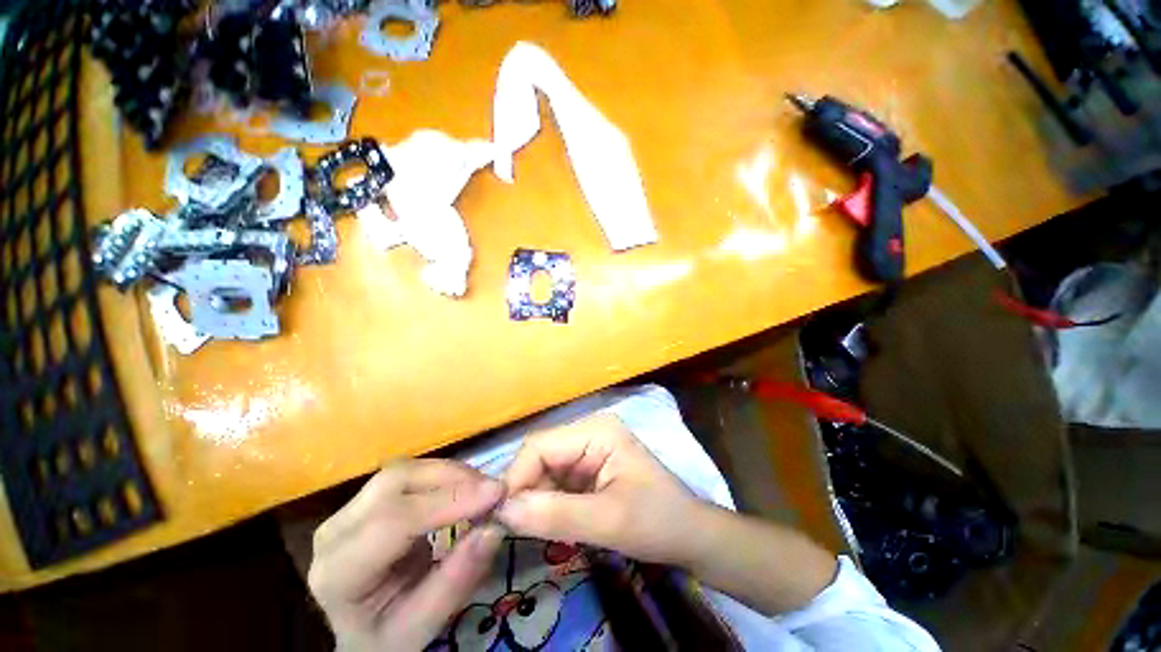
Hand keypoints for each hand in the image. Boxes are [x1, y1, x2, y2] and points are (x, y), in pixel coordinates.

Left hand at [308, 460, 505, 650]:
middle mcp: (336, 531)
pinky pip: (409, 474)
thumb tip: (494, 527)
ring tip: (482, 489)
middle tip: (491, 489)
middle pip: (396, 481)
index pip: (394, 521)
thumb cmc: (387, 637)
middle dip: (451, 477)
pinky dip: (442, 475)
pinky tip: (464, 487)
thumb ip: (456, 580)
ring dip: (449, 473)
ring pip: (404, 469)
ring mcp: (348, 510)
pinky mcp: (366, 500)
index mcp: (339, 572)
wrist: (360, 634)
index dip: (449, 501)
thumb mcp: (422, 626)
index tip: (496, 492)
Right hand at [495, 412, 707, 566]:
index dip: (514, 478)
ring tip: (527, 532)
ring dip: (533, 500)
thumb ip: (555, 515)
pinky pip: (555, 483)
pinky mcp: (587, 469)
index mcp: (596, 430)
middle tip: (507, 531)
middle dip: (523, 491)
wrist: (690, 536)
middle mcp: (588, 433)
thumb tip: (501, 512)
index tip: (496, 520)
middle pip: (539, 456)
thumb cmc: (658, 522)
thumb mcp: (608, 521)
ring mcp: (587, 450)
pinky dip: (545, 504)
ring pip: (543, 471)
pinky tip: (546, 525)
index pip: (540, 446)